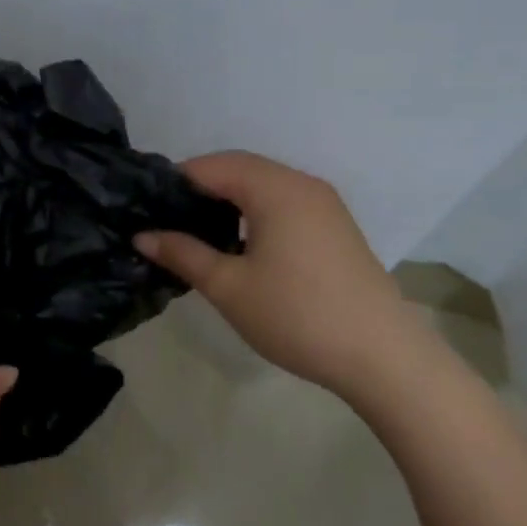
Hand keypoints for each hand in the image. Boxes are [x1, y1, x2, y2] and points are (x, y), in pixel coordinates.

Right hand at [135, 151, 428, 398]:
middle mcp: (302, 184)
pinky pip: (283, 202)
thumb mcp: (228, 287)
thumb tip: (142, 236)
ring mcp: (324, 205)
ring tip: (198, 234)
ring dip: (228, 199)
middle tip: (167, 222)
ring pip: (262, 185)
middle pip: (239, 168)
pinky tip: (240, 244)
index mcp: (275, 189)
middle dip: (200, 188)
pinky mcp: (335, 227)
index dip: (175, 182)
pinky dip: (254, 210)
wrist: (384, 358)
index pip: (212, 166)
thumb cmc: (297, 316)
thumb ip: (182, 254)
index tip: (148, 209)